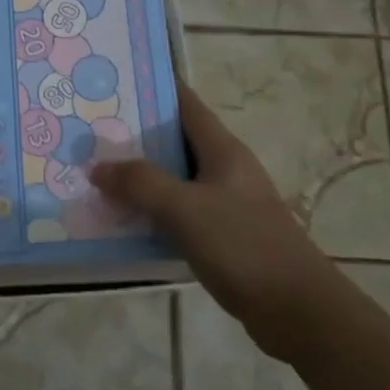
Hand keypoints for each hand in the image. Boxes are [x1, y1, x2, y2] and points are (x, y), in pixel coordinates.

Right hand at [90, 81, 330, 354]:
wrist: (298, 309)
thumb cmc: (243, 245)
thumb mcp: (185, 209)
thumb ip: (140, 184)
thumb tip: (97, 166)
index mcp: (223, 150)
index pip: (186, 103)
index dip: (154, 87)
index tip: (115, 79)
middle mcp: (226, 169)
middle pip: (176, 140)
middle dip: (137, 134)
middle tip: (92, 130)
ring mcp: (227, 203)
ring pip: (176, 178)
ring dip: (143, 176)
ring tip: (98, 172)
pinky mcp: (225, 235)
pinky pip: (181, 211)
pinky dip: (155, 209)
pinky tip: (126, 218)